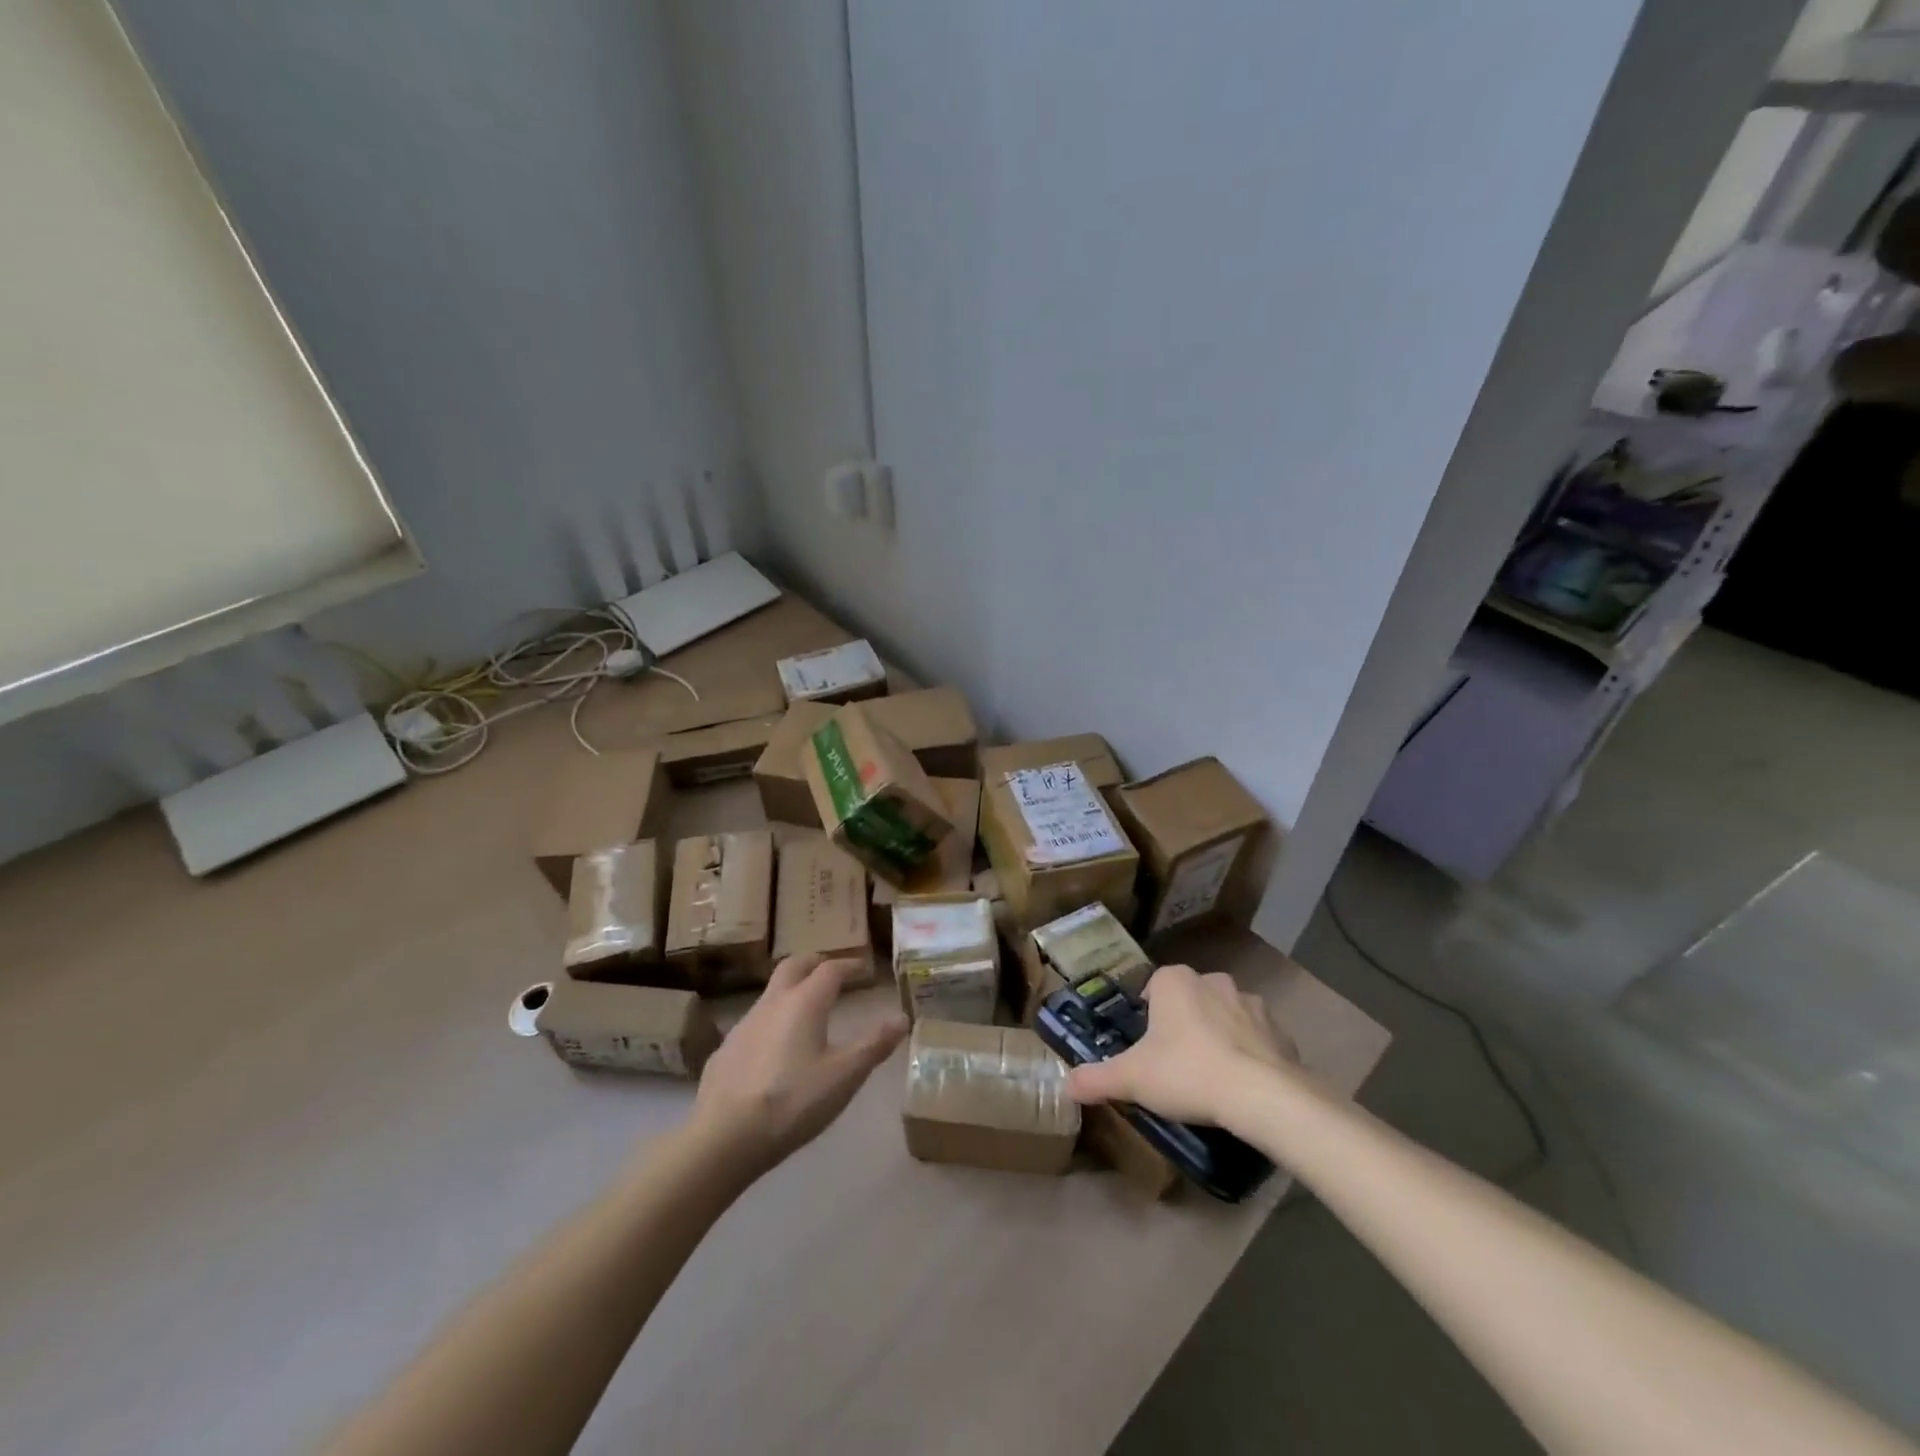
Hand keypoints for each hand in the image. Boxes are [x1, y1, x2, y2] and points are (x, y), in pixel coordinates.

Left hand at [690, 955, 906, 1177]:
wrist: (724, 1136)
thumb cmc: (793, 1101)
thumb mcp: (844, 1076)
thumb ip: (874, 1044)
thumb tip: (902, 1018)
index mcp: (805, 1002)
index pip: (830, 969)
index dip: (849, 965)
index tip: (863, 969)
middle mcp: (773, 1002)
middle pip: (794, 966)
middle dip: (815, 963)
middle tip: (831, 971)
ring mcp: (744, 1024)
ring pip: (771, 992)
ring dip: (792, 989)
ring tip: (807, 1008)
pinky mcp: (726, 1049)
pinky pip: (754, 1021)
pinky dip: (773, 1020)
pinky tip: (775, 1048)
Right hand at [1065, 964, 1299, 1126]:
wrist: (1261, 1095)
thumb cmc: (1186, 1073)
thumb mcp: (1132, 1078)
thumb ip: (1096, 1078)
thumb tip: (1065, 1084)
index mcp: (1174, 981)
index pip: (1153, 987)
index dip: (1147, 1014)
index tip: (1146, 1045)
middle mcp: (1212, 981)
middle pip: (1189, 999)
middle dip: (1183, 1023)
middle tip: (1174, 1062)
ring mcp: (1251, 1003)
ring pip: (1225, 1015)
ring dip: (1218, 1036)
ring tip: (1210, 1076)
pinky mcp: (1280, 1031)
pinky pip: (1257, 1038)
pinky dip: (1249, 1054)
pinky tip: (1242, 1085)